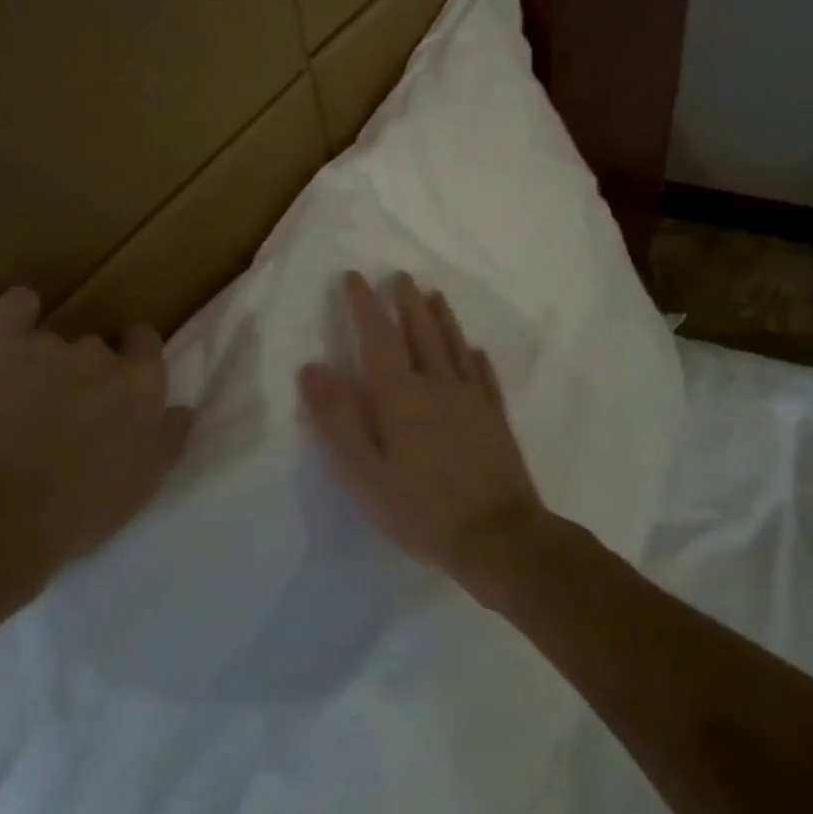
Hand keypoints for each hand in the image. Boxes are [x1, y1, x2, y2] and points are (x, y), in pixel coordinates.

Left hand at [0, 287, 193, 572]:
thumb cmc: (80, 508)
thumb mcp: (144, 483)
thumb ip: (169, 438)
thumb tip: (183, 409)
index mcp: (141, 383)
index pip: (146, 343)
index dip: (133, 357)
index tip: (118, 383)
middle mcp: (101, 354)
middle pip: (98, 347)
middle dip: (85, 371)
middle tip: (66, 411)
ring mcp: (50, 344)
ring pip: (53, 342)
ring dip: (44, 364)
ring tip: (20, 403)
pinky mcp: (2, 343)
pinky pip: (15, 307)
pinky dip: (17, 313)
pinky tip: (12, 329)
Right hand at [299, 271, 544, 577]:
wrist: (500, 537)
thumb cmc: (422, 509)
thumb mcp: (366, 472)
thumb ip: (338, 419)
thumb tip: (312, 367)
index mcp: (401, 395)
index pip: (379, 337)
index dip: (365, 305)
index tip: (355, 276)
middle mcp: (438, 385)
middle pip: (421, 331)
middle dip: (407, 301)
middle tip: (400, 276)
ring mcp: (472, 399)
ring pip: (455, 345)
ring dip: (442, 317)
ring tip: (434, 294)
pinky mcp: (496, 418)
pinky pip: (485, 375)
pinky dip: (477, 357)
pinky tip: (476, 350)